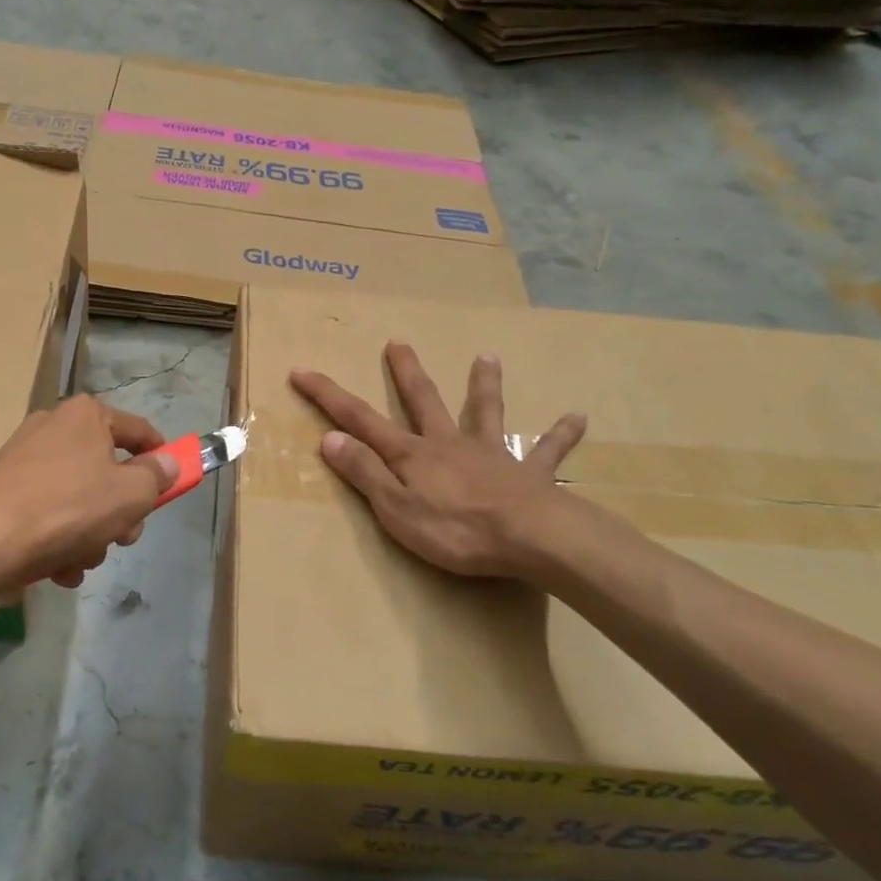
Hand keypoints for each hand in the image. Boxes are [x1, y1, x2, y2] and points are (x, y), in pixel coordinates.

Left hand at [0, 394, 176, 596]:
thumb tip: (168, 463)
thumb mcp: (130, 494)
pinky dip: (58, 541)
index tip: (173, 481)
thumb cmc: (67, 507)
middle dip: (120, 511)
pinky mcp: (3, 494)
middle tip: (123, 536)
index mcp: (86, 416)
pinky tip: (58, 568)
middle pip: (106, 471)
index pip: (138, 430)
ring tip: (82, 559)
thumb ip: (156, 477)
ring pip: (79, 500)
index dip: (161, 455)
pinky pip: (48, 516)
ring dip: (89, 535)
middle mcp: (53, 429)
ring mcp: (24, 462)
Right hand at [289, 342, 585, 579]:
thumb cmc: (456, 530)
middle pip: (423, 401)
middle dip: (407, 372)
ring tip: (487, 356)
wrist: (531, 538)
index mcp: (413, 455)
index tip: (302, 371)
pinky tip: (577, 418)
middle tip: (398, 341)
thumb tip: (330, 438)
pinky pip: (548, 451)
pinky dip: (560, 435)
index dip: (328, 396)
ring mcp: (492, 454)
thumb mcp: (395, 509)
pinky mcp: (530, 473)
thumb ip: (364, 473)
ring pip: (486, 412)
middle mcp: (449, 444)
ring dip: (485, 385)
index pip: (361, 420)